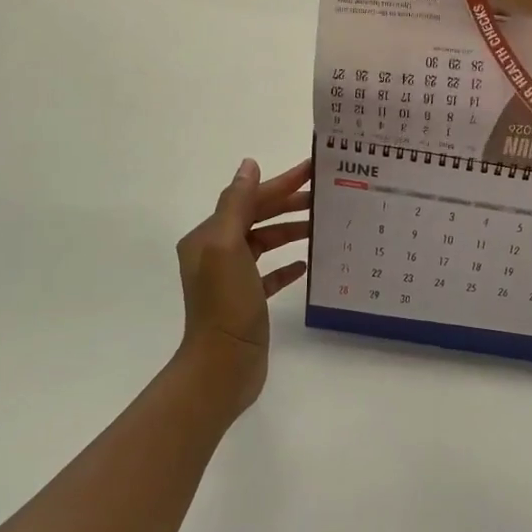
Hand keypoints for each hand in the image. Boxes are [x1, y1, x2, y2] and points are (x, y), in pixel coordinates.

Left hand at [173, 157, 311, 415]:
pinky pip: (269, 274)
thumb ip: (237, 204)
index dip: (280, 183)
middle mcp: (215, 253)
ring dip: (290, 231)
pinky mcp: (247, 301)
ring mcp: (231, 279)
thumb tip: (249, 165)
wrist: (222, 366)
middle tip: (323, 195)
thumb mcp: (228, 246)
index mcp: (208, 237)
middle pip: (256, 218)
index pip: (248, 199)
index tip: (311, 170)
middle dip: (288, 204)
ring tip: (320, 226)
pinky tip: (305, 264)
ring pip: (264, 243)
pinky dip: (286, 265)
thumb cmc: (226, 304)